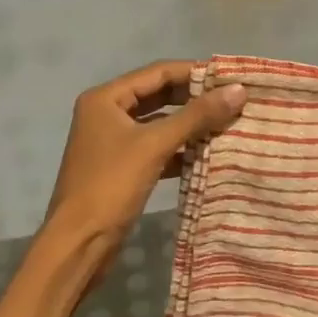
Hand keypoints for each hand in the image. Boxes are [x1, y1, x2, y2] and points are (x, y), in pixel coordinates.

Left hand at [42, 60, 245, 276]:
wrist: (79, 244)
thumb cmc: (111, 185)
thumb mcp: (155, 145)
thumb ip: (197, 116)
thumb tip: (239, 90)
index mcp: (105, 98)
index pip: (157, 72)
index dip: (194, 72)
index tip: (231, 76)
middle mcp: (106, 113)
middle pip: (158, 96)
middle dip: (194, 98)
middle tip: (234, 99)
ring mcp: (113, 142)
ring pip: (159, 123)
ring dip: (190, 124)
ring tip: (228, 123)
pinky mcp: (122, 167)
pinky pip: (156, 148)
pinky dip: (180, 149)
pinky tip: (208, 154)